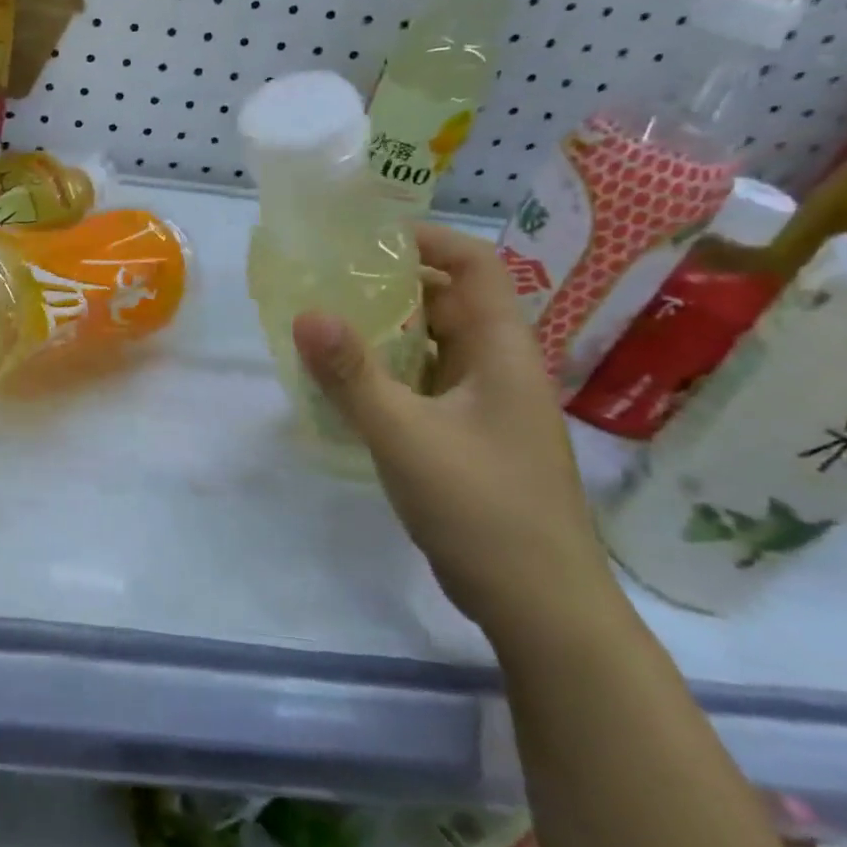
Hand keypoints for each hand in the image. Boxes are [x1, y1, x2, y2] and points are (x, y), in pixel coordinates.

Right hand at [292, 225, 617, 641]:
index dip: (427, 240)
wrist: (541, 606)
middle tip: (328, 283)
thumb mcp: (405, 436)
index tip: (366, 239)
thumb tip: (306, 313)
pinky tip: (348, 388)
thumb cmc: (481, 508)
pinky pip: (428, 386)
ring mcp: (489, 407)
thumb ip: (352, 375)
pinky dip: (391, 375)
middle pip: (450, 303)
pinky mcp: (473, 439)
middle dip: (392, 286)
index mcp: (502, 352)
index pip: (474, 266)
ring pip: (436, 348)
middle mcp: (501, 369)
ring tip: (327, 328)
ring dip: (388, 334)